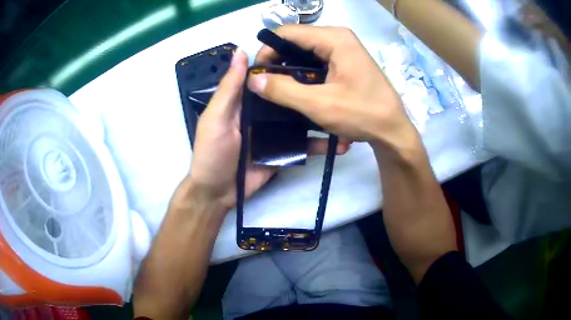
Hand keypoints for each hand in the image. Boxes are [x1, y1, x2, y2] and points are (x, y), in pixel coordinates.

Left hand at [177, 49, 349, 210]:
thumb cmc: (212, 152)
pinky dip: (318, 144)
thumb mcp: (216, 118)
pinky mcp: (284, 151)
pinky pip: (303, 145)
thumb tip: (240, 51)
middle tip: (338, 83)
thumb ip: (229, 88)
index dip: (286, 65)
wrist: (218, 193)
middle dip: (311, 91)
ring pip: (300, 120)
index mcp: (246, 100)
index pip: (268, 77)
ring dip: (320, 118)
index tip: (311, 54)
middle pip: (289, 97)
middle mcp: (263, 112)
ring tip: (345, 113)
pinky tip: (339, 144)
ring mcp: (275, 133)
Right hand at [248, 26, 419, 155]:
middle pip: (295, 40)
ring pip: (304, 51)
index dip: (267, 51)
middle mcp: (338, 37)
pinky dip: (303, 73)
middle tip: (267, 86)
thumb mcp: (319, 104)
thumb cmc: (362, 114)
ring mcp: (343, 49)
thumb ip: (283, 90)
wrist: (393, 130)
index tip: (258, 76)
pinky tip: (298, 89)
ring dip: (289, 69)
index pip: (287, 33)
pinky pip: (316, 60)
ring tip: (280, 90)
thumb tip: (253, 80)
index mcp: (334, 38)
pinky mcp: (345, 61)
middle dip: (278, 61)